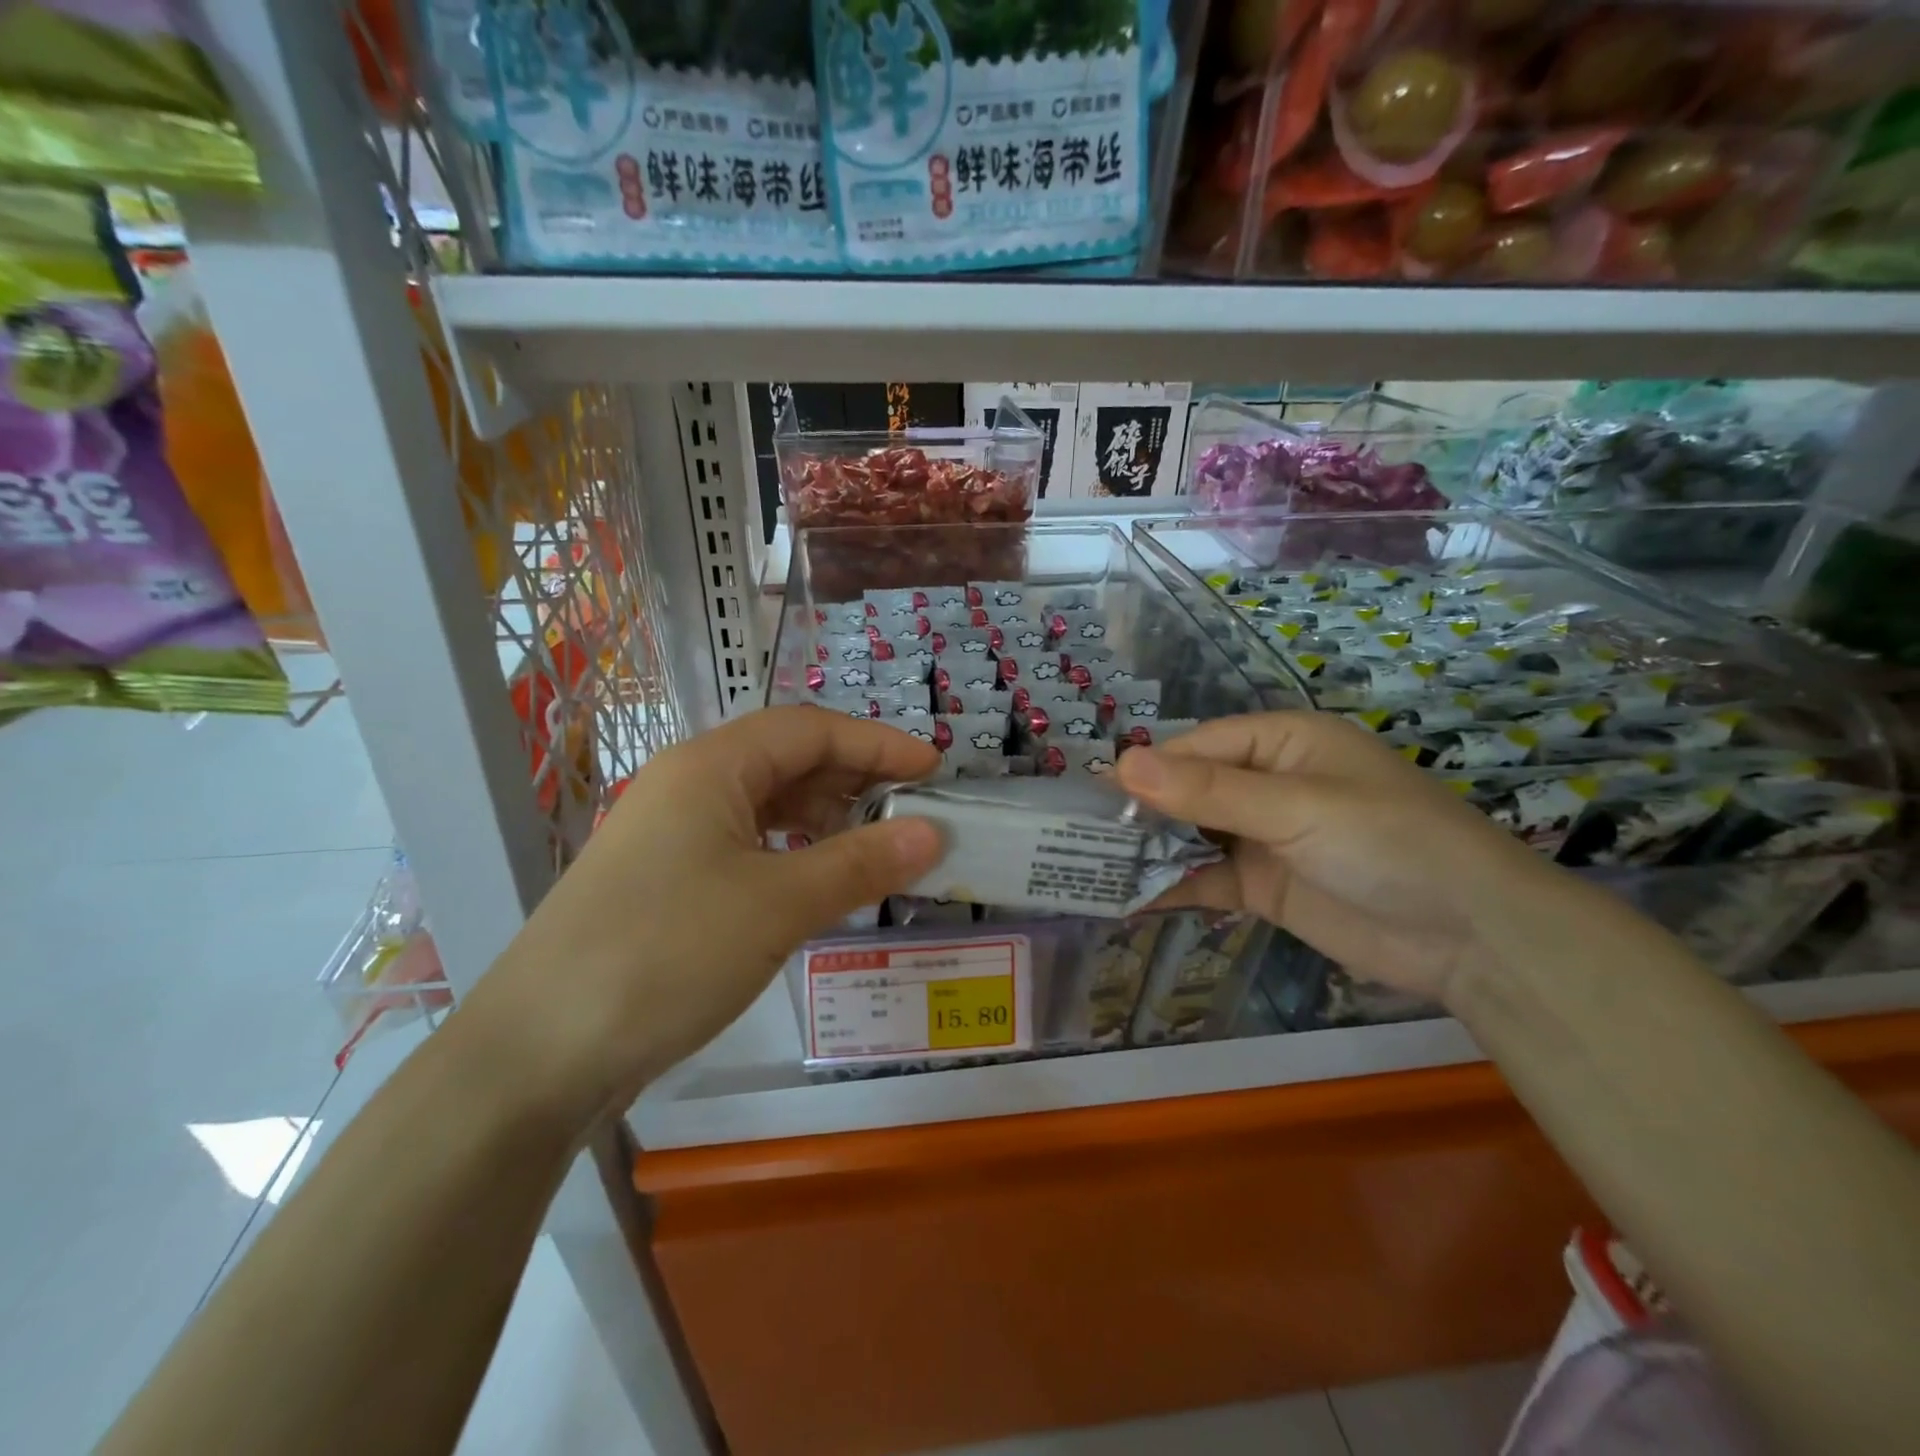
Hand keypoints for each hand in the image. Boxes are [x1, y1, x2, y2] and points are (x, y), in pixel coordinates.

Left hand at [467, 706, 944, 1126]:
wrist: (538, 1053)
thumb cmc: (665, 954)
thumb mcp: (777, 905)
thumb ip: (860, 864)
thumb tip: (933, 834)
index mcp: (710, 766)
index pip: (810, 730)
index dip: (877, 743)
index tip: (934, 769)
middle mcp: (688, 785)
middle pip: (787, 761)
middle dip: (855, 780)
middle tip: (913, 811)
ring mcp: (672, 835)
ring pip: (766, 806)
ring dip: (825, 820)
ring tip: (877, 849)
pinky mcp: (666, 881)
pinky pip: (746, 847)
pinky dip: (793, 855)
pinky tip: (818, 884)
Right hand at [1116, 711, 1571, 1005]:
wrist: (1473, 938)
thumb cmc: (1389, 843)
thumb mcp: (1296, 808)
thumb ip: (1208, 791)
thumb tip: (1121, 765)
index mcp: (1281, 743)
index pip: (1197, 747)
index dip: (1147, 769)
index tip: (1092, 796)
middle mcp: (1267, 784)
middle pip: (1187, 790)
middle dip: (1141, 812)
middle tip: (1079, 835)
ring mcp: (1263, 837)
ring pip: (1190, 836)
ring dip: (1149, 851)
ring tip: (1089, 867)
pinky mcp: (1264, 887)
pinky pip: (1205, 880)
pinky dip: (1171, 888)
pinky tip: (1127, 900)